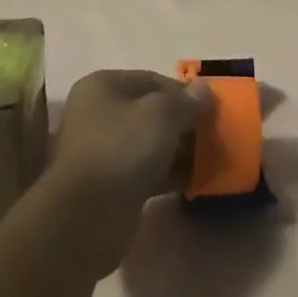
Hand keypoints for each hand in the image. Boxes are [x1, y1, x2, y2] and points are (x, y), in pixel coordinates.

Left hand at [42, 70, 211, 271]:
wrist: (86, 217)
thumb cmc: (122, 148)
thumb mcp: (162, 115)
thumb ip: (186, 101)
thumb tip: (204, 90)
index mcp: (103, 86)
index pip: (152, 79)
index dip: (183, 92)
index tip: (210, 108)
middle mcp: (97, 113)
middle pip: (149, 112)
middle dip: (181, 123)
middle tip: (211, 135)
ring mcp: (100, 151)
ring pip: (148, 143)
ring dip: (177, 150)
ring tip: (207, 159)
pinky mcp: (108, 185)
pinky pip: (144, 171)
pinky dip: (166, 174)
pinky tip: (191, 181)